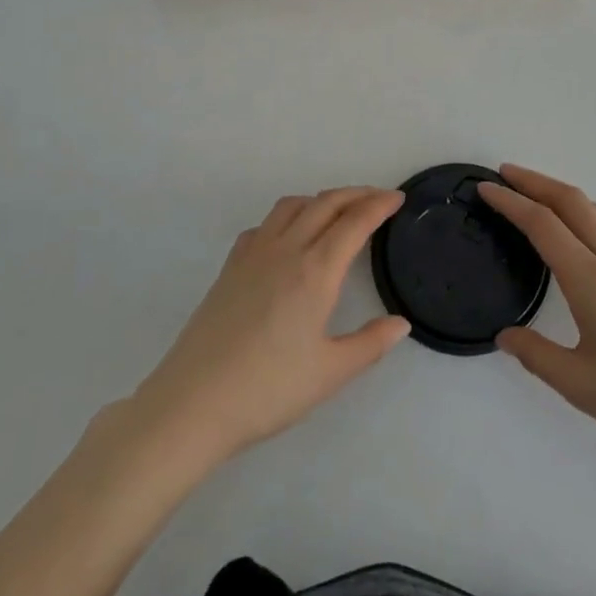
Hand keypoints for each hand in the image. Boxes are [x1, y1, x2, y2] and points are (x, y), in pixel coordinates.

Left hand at [131, 187, 409, 469]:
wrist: (194, 401)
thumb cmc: (269, 389)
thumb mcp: (330, 373)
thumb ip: (370, 344)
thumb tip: (400, 324)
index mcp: (315, 271)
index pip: (354, 222)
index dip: (378, 205)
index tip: (397, 198)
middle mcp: (286, 249)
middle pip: (325, 203)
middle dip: (355, 194)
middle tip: (378, 198)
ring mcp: (253, 253)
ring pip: (292, 206)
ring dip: (320, 199)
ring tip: (337, 211)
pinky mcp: (230, 265)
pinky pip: (264, 224)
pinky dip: (287, 217)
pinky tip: (289, 238)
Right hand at [480, 165, 595, 487]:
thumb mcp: (580, 386)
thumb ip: (536, 355)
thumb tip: (506, 336)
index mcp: (592, 279)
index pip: (542, 224)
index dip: (510, 201)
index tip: (486, 188)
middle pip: (571, 201)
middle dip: (534, 181)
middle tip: (504, 175)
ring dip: (561, 194)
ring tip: (536, 195)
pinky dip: (585, 212)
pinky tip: (580, 232)